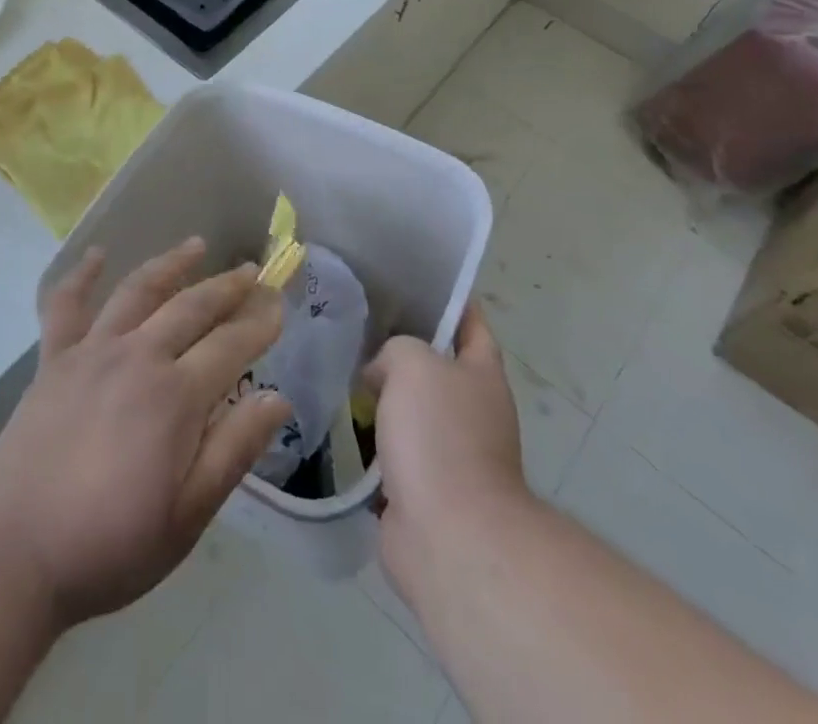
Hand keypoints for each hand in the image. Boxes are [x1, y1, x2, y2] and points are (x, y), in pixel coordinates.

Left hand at [0, 237, 288, 630]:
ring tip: (196, 245)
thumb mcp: (188, 516)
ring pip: (138, 291)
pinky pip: (65, 305)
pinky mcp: (53, 360)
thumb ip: (234, 450)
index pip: (230, 345)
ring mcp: (91, 352)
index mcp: (175, 396)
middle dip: (227, 287)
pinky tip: (97, 255)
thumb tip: (277, 398)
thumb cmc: (110, 545)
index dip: (259, 322)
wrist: (13, 554)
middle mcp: (137, 357)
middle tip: (252, 270)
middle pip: (191, 307)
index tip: (279, 303)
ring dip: (171, 264)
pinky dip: (81, 276)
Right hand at [366, 304, 532, 605]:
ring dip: (379, 396)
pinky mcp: (420, 487)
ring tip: (337, 368)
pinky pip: (390, 449)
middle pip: (435, 366)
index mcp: (482, 375)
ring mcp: (448, 452)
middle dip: (400, 348)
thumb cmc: (440, 436)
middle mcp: (472, 410)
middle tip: (356, 324)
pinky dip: (368, 438)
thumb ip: (395, 349)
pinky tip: (335, 419)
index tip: (409, 282)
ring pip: (408, 408)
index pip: (471, 323)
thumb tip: (380, 374)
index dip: (447, 301)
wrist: (447, 536)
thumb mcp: (414, 362)